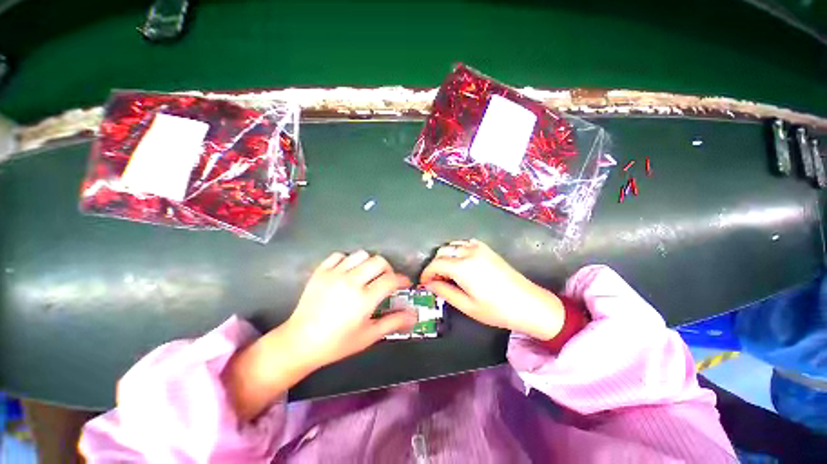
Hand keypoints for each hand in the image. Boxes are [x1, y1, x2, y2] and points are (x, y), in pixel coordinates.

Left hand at [224, 251, 415, 420]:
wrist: (300, 342)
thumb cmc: (337, 343)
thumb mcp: (369, 335)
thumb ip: (393, 322)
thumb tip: (414, 315)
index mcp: (364, 299)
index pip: (391, 279)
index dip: (402, 280)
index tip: (404, 284)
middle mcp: (351, 281)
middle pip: (379, 261)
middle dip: (388, 269)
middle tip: (386, 280)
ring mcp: (334, 274)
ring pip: (361, 254)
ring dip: (369, 263)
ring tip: (367, 275)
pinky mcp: (321, 271)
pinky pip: (340, 255)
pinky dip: (347, 260)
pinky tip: (347, 272)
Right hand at [420, 239, 563, 339]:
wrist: (529, 303)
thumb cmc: (496, 310)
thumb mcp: (466, 305)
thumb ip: (444, 292)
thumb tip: (429, 284)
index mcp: (462, 267)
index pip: (435, 264)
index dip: (426, 273)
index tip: (423, 283)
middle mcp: (469, 252)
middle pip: (442, 252)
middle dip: (434, 265)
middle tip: (435, 281)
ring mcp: (479, 248)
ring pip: (452, 245)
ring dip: (445, 256)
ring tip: (446, 273)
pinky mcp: (487, 249)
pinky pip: (465, 243)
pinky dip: (457, 250)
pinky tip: (460, 263)